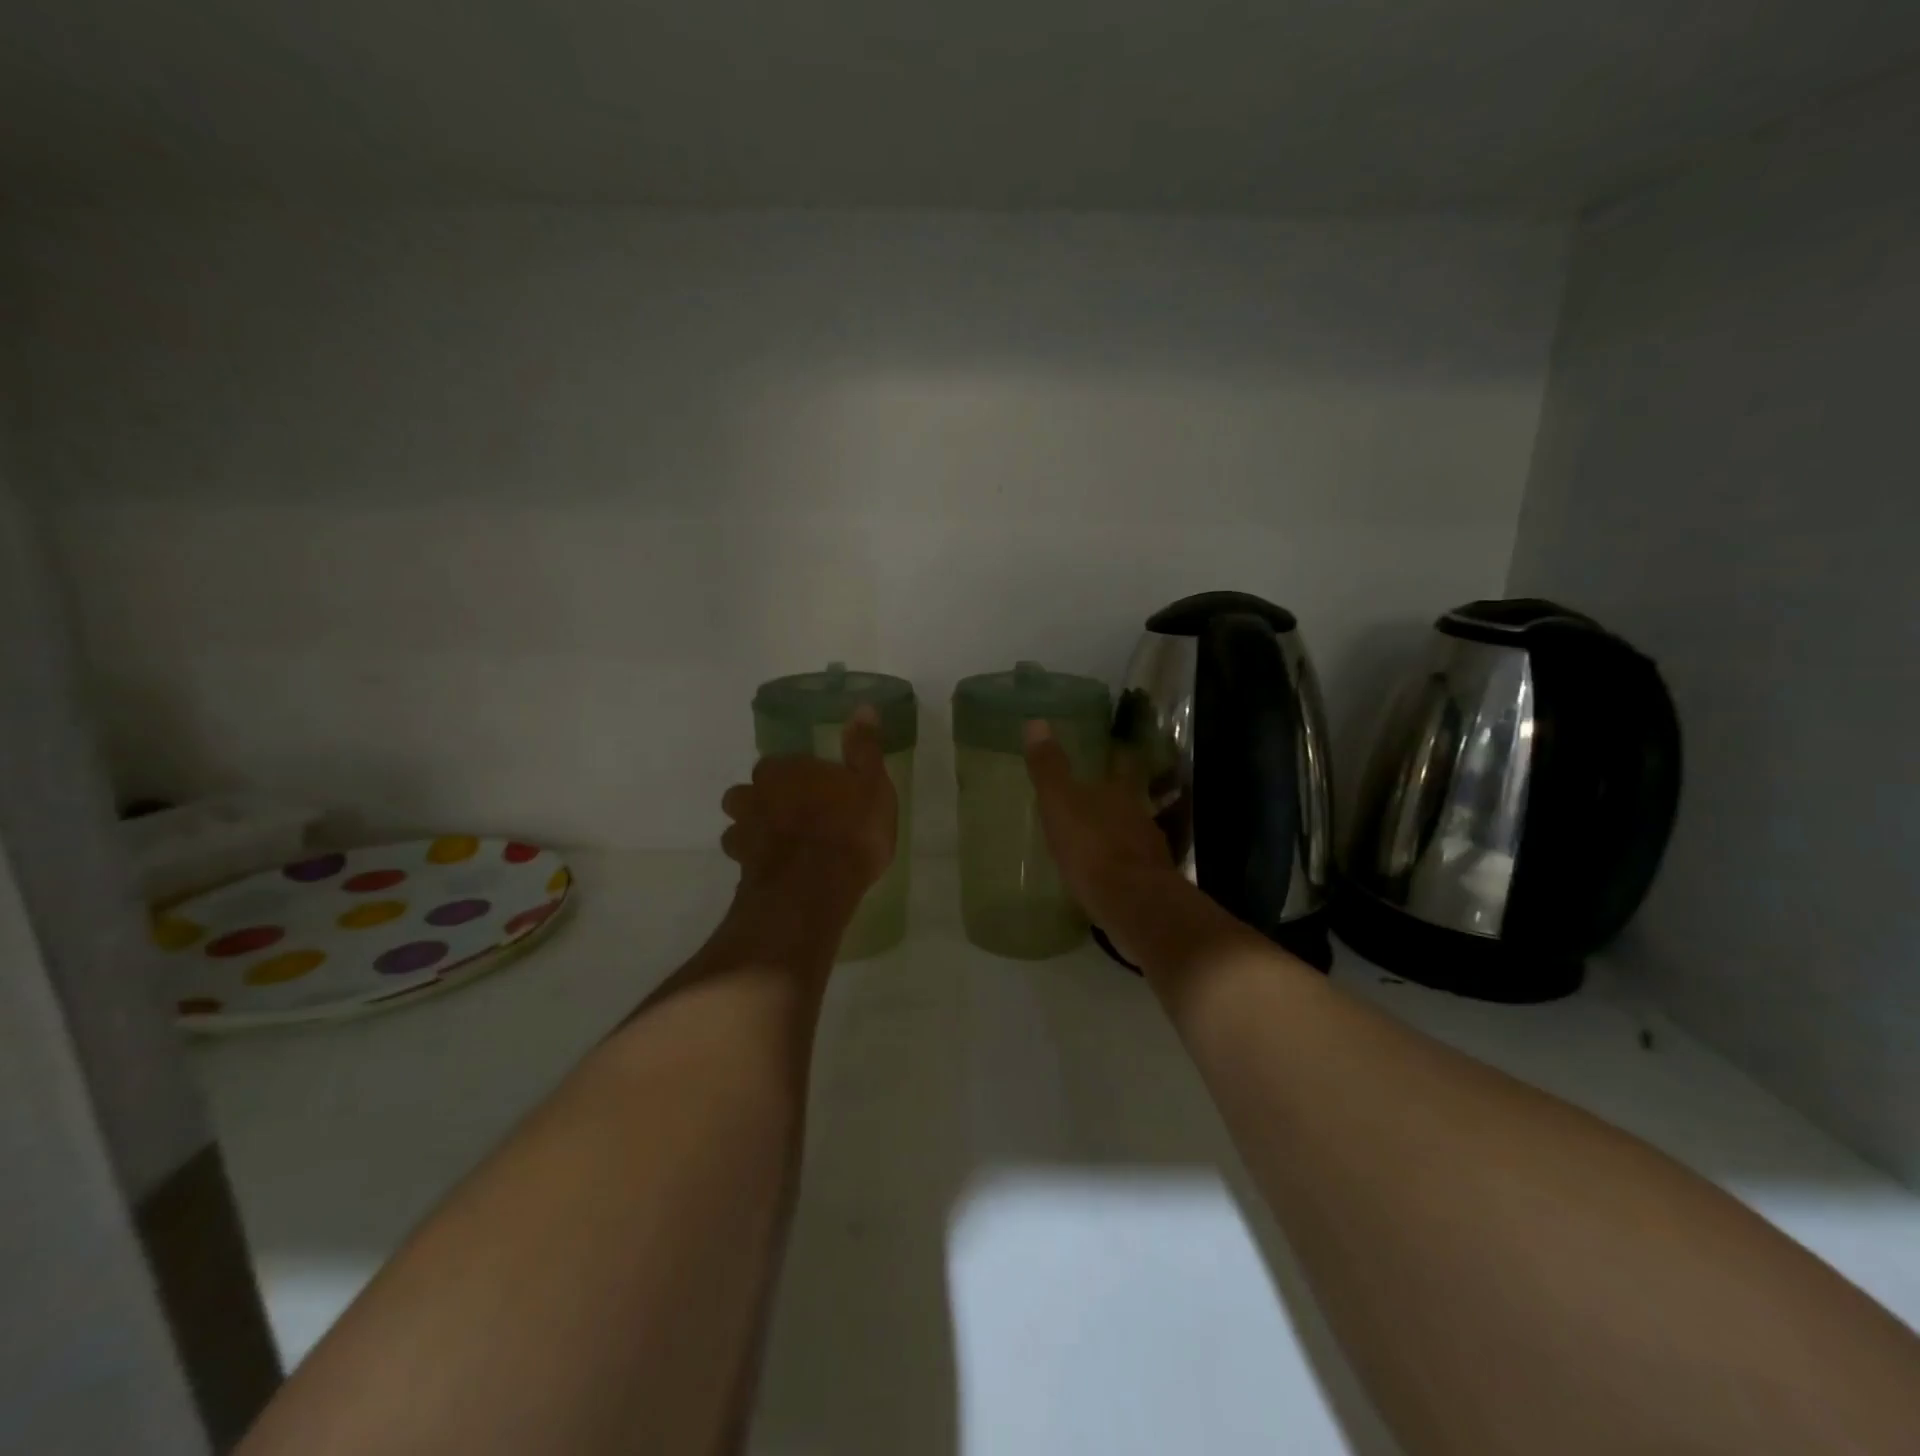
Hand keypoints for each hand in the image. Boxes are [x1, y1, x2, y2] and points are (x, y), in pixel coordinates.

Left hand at [720, 707, 896, 894]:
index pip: (777, 763)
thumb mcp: (871, 784)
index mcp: (784, 771)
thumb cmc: (849, 829)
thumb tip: (863, 708)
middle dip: (764, 801)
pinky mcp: (742, 871)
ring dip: (754, 831)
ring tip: (781, 845)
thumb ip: (863, 748)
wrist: (815, 889)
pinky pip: (745, 860)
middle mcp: (754, 797)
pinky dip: (757, 862)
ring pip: (739, 826)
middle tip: (793, 815)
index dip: (794, 776)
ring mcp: (744, 835)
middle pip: (747, 793)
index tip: (814, 789)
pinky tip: (778, 871)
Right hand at [1023, 719, 1179, 961]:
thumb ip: (1049, 768)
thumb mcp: (1060, 804)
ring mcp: (1151, 851)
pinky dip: (1121, 866)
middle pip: (1131, 799)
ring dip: (1119, 833)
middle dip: (1116, 797)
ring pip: (1134, 833)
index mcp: (1122, 792)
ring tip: (1097, 837)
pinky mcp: (1151, 883)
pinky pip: (1133, 866)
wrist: (1133, 905)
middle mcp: (1141, 816)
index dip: (1119, 755)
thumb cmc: (1093, 847)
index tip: (1114, 749)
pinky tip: (1107, 875)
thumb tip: (1036, 721)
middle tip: (1096, 796)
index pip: (1124, 764)